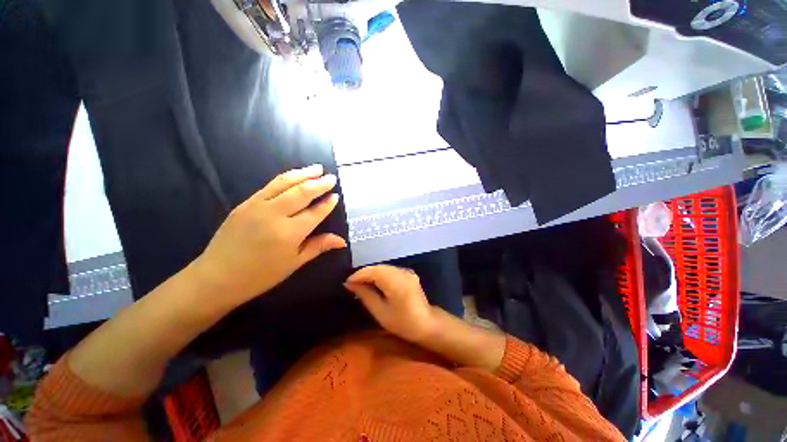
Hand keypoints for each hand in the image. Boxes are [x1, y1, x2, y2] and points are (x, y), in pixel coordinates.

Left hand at [192, 164, 346, 307]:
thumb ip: (318, 246)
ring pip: (285, 183)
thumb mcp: (294, 263)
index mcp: (289, 233)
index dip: (327, 204)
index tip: (336, 196)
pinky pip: (269, 186)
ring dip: (303, 174)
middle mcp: (274, 214)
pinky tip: (294, 177)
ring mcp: (257, 206)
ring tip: (316, 168)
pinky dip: (286, 178)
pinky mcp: (245, 203)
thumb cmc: (261, 275)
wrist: (217, 277)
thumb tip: (342, 240)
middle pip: (301, 192)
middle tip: (331, 178)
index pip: (315, 212)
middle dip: (319, 183)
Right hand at [344, 265, 436, 342]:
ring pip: (384, 267)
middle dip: (364, 273)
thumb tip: (350, 284)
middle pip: (379, 267)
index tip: (347, 283)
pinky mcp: (408, 273)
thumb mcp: (381, 312)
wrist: (427, 324)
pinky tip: (373, 282)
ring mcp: (407, 271)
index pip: (374, 271)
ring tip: (360, 283)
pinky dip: (379, 274)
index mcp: (397, 282)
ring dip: (371, 273)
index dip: (359, 275)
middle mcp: (402, 272)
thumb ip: (366, 295)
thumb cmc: (403, 323)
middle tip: (352, 284)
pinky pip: (390, 270)